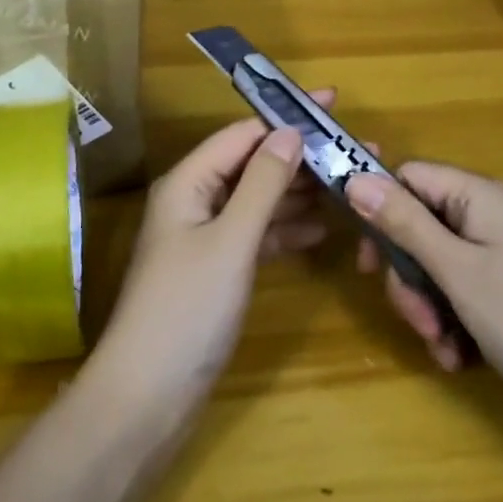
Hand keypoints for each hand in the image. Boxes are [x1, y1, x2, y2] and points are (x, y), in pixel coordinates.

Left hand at [91, 98, 335, 412]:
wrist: (146, 398)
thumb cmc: (186, 309)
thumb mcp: (230, 240)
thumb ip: (262, 184)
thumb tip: (291, 132)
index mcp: (189, 182)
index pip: (243, 134)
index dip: (287, 117)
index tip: (332, 104)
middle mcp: (195, 200)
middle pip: (253, 165)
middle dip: (301, 157)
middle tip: (356, 152)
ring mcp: (205, 237)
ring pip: (258, 200)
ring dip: (299, 193)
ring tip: (350, 185)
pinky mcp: (216, 270)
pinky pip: (256, 235)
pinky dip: (285, 229)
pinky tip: (321, 229)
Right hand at [344, 162, 502, 414]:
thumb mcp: (456, 271)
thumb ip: (404, 223)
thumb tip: (354, 179)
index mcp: (481, 195)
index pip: (410, 178)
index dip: (381, 210)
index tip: (368, 262)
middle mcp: (491, 214)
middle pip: (421, 224)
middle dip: (410, 275)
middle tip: (416, 319)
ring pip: (437, 262)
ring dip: (429, 305)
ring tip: (442, 346)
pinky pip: (462, 287)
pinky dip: (452, 319)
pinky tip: (458, 355)